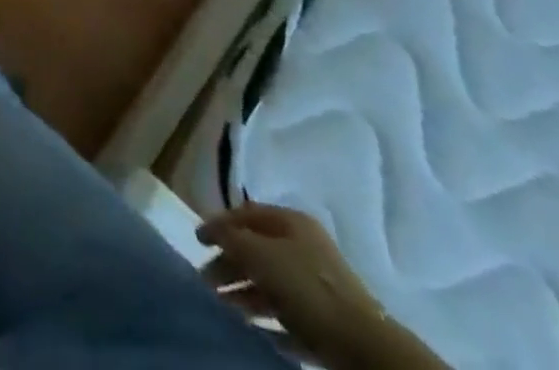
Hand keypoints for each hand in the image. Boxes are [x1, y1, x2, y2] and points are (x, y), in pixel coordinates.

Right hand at [198, 201, 392, 368]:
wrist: (362, 346)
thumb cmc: (306, 287)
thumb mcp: (260, 254)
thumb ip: (231, 238)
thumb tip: (213, 231)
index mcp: (291, 221)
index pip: (246, 213)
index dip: (219, 223)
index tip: (197, 240)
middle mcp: (304, 246)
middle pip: (256, 249)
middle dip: (229, 263)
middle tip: (205, 280)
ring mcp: (316, 284)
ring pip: (270, 283)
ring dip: (244, 292)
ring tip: (222, 305)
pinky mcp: (324, 321)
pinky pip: (287, 314)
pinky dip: (267, 318)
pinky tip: (251, 327)